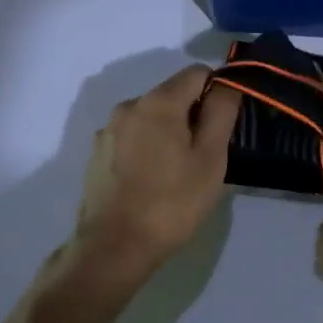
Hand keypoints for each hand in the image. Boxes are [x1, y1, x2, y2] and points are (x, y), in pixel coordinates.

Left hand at [70, 64, 240, 279]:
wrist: (113, 248)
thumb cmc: (172, 203)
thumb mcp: (211, 159)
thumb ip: (221, 112)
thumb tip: (225, 84)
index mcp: (158, 102)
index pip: (197, 73)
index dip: (217, 91)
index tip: (224, 126)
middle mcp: (128, 106)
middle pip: (172, 95)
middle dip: (192, 115)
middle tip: (204, 157)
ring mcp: (108, 131)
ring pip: (151, 118)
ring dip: (168, 133)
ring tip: (177, 173)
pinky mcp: (97, 154)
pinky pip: (132, 137)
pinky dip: (147, 148)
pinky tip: (151, 182)